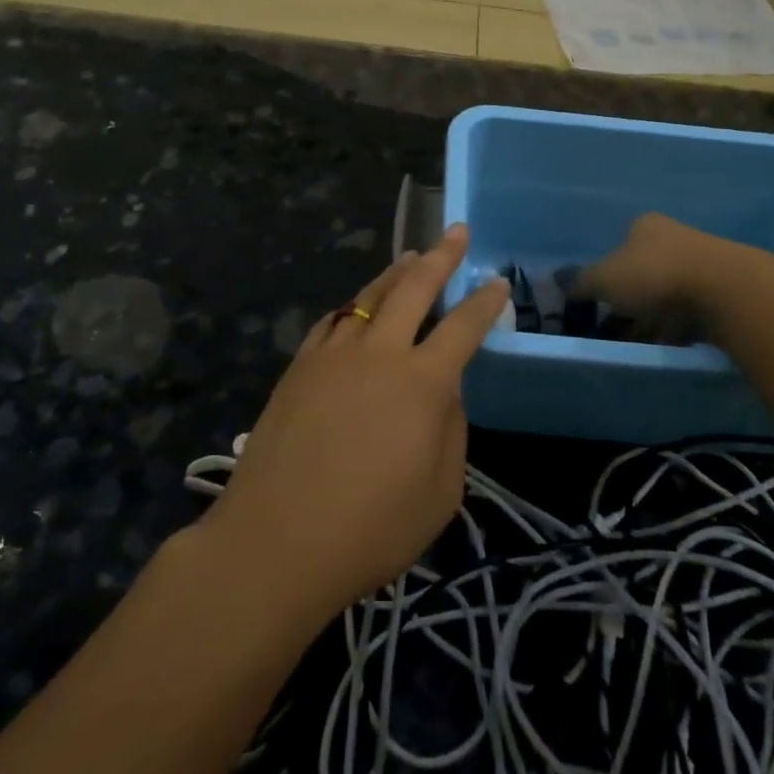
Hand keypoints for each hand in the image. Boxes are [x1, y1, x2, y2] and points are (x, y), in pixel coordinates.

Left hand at [203, 226, 509, 622]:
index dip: (485, 302)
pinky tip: (356, 307)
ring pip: (369, 296)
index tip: (498, 282)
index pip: (463, 327)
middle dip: (440, 256)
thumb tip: (443, 392)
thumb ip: (450, 430)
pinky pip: (333, 321)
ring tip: (410, 257)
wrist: (275, 542)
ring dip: (395, 273)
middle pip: (414, 288)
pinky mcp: (299, 367)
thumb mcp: (440, 492)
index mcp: (422, 382)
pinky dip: (353, 307)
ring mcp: (333, 355)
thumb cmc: (370, 529)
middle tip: (456, 232)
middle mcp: (379, 353)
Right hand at [575, 213, 749, 339]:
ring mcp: (700, 264)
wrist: (724, 290)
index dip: (604, 275)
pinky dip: (674, 329)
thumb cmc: (654, 274)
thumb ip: (580, 283)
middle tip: (612, 329)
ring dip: (650, 319)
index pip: (618, 247)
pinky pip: (689, 313)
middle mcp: (673, 238)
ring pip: (665, 295)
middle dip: (627, 302)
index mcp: (644, 226)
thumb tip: (558, 283)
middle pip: (642, 272)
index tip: (598, 302)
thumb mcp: (604, 279)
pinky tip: (665, 347)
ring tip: (635, 346)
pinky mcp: (720, 292)